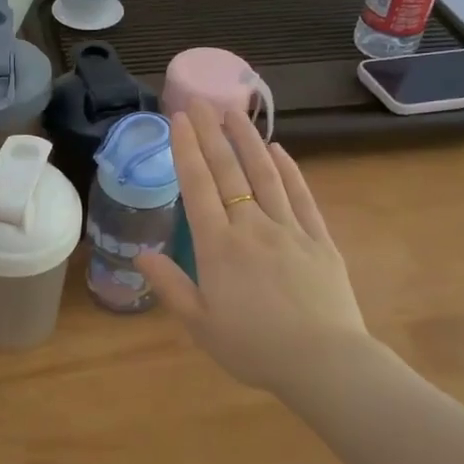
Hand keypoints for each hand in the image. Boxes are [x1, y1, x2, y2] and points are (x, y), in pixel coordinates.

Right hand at [134, 104, 370, 395]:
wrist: (324, 363)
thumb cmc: (254, 348)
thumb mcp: (201, 324)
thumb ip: (170, 285)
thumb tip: (140, 255)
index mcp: (218, 247)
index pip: (198, 187)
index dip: (187, 150)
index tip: (179, 119)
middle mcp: (251, 227)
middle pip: (229, 172)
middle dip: (211, 133)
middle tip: (200, 101)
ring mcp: (289, 229)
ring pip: (266, 174)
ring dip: (248, 140)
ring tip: (235, 112)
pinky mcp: (319, 239)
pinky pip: (301, 197)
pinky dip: (290, 171)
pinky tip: (279, 150)